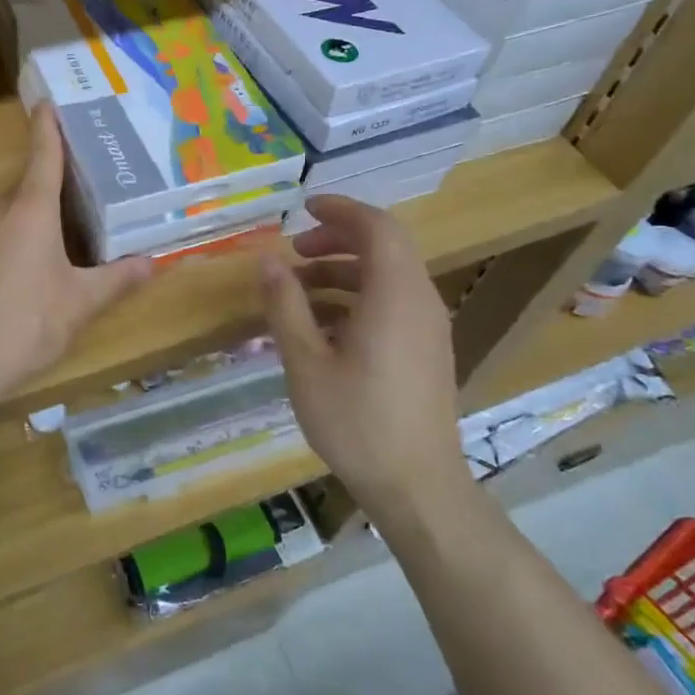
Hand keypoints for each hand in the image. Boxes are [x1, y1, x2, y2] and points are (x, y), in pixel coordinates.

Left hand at [0, 104, 151, 406]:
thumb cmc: (25, 324)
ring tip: (52, 256)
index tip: (47, 103)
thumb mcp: (79, 304)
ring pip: (3, 220)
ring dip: (26, 227)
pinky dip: (2, 251)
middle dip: (49, 197)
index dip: (48, 128)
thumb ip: (116, 280)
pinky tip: (14, 286)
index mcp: (29, 211)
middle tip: (79, 209)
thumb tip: (152, 263)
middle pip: (25, 192)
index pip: (43, 156)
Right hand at [259, 196, 466, 509]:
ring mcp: (428, 328)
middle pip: (384, 247)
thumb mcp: (306, 362)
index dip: (341, 210)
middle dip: (336, 240)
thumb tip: (266, 260)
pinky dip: (357, 299)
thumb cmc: (357, 421)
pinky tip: (321, 327)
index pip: (377, 226)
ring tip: (297, 292)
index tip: (304, 208)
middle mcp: (420, 301)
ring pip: (387, 277)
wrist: (417, 486)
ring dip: (342, 272)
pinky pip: (392, 304)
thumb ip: (285, 305)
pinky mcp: (426, 351)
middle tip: (294, 252)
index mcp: (395, 295)